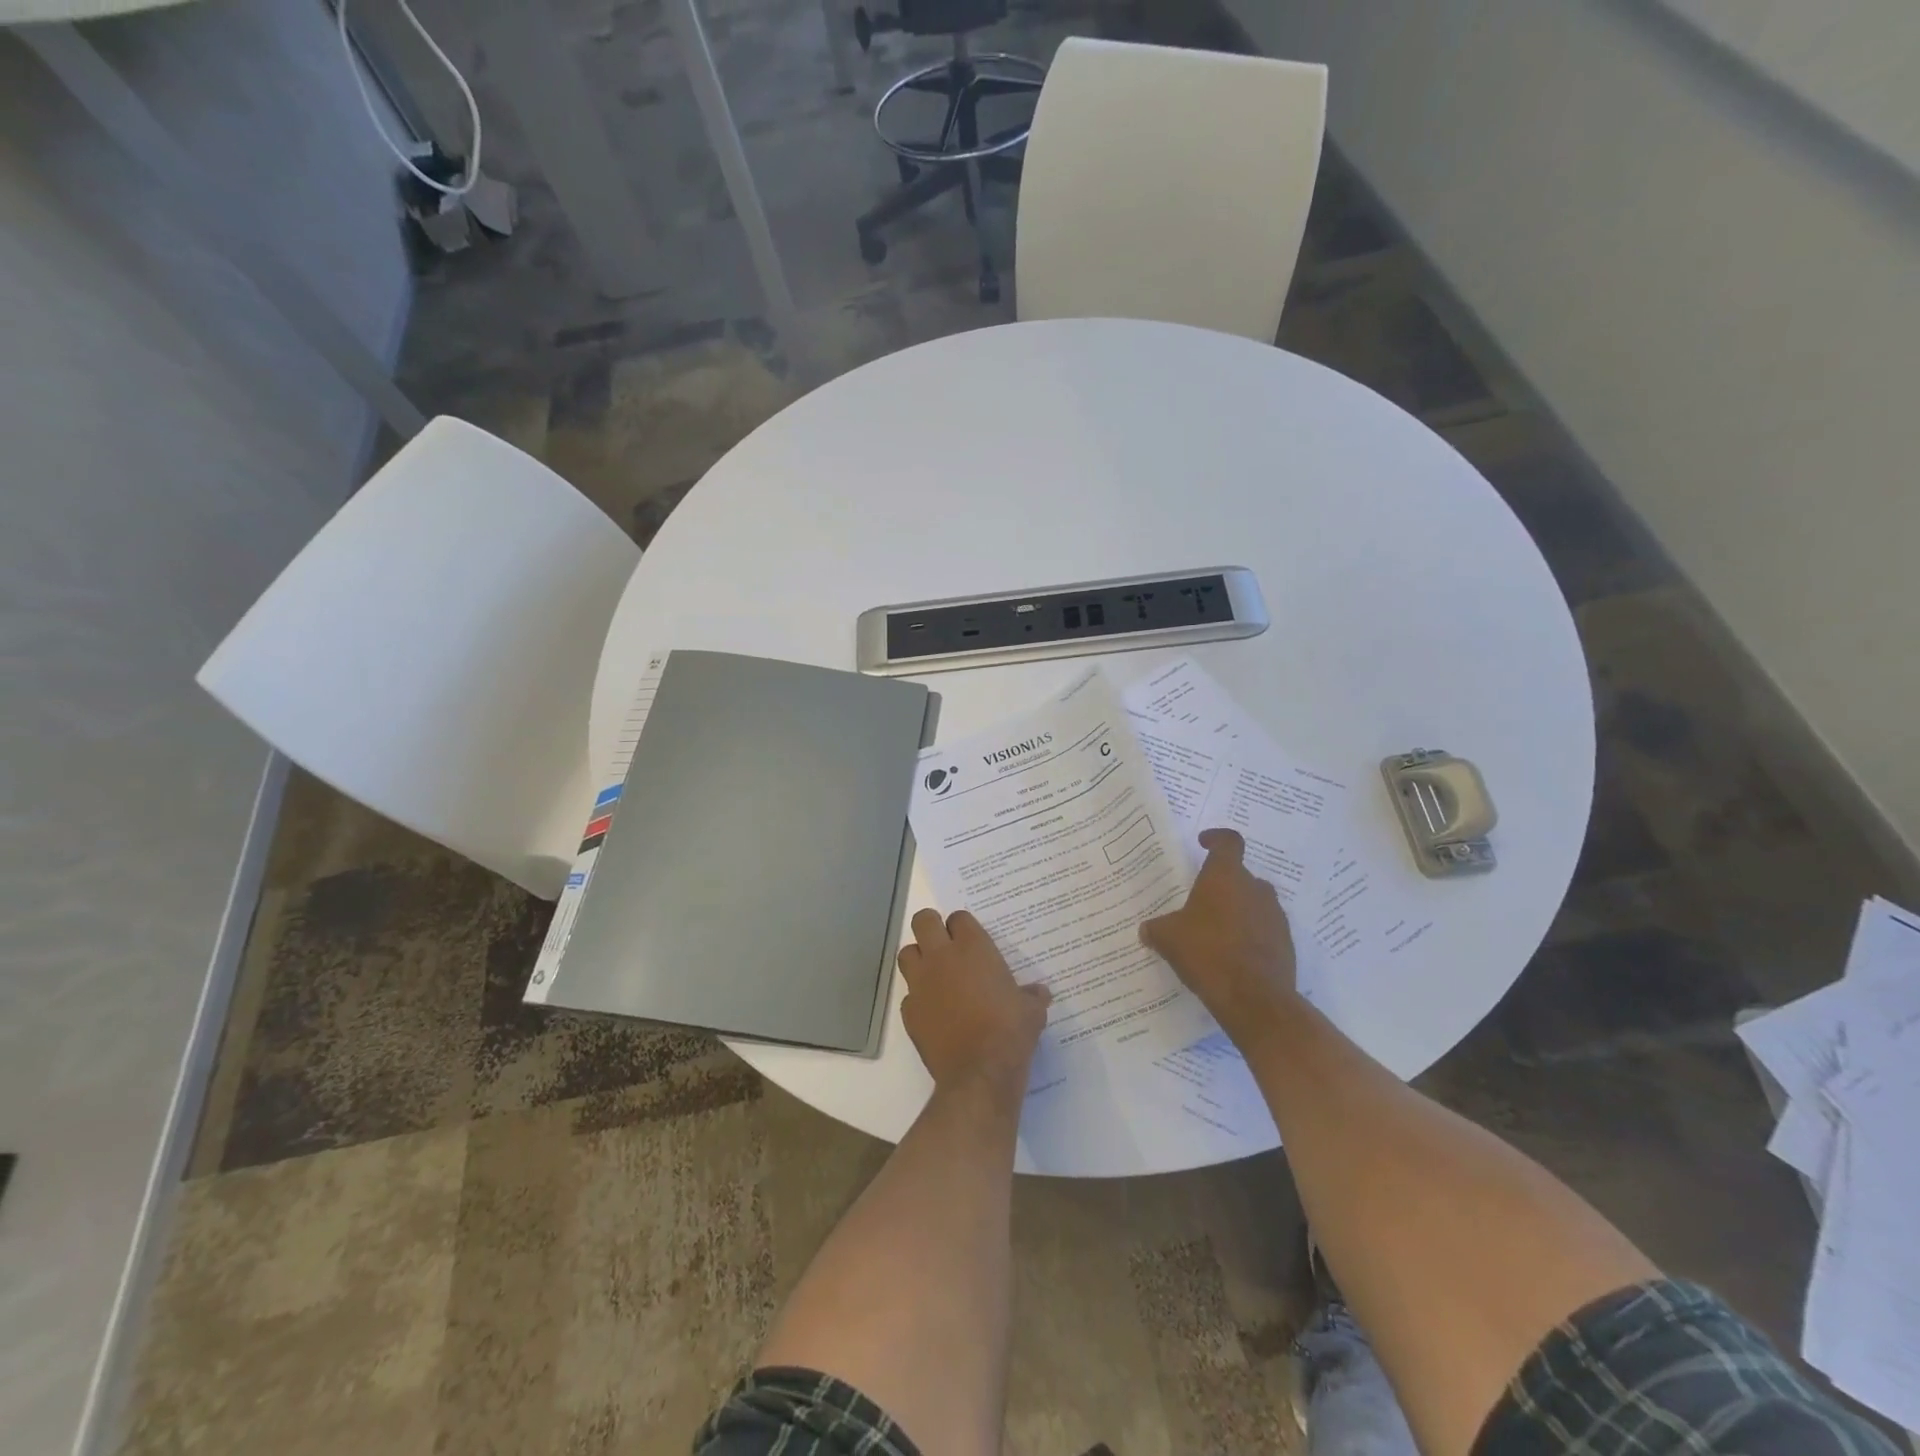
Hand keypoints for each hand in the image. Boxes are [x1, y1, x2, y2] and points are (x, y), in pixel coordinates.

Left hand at [898, 908, 1050, 1092]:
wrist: (979, 1073)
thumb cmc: (1010, 1031)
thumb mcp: (1032, 1010)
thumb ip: (1033, 995)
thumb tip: (1040, 992)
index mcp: (973, 948)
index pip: (959, 918)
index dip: (963, 926)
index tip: (970, 938)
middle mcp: (942, 957)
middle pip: (923, 921)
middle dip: (931, 926)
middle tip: (943, 941)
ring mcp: (921, 983)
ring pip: (907, 954)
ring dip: (918, 958)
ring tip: (934, 973)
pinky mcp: (910, 1012)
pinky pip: (909, 995)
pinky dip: (919, 998)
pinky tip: (934, 1011)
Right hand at [1140, 829, 1299, 1046]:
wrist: (1254, 999)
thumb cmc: (1207, 953)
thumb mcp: (1168, 938)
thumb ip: (1156, 928)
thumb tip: (1147, 930)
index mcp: (1226, 876)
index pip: (1229, 842)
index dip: (1216, 838)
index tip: (1204, 843)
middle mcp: (1255, 889)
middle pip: (1240, 875)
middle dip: (1222, 885)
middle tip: (1201, 901)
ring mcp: (1275, 916)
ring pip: (1254, 902)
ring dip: (1237, 910)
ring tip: (1215, 931)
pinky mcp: (1285, 943)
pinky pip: (1264, 929)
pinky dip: (1249, 934)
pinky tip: (1231, 955)